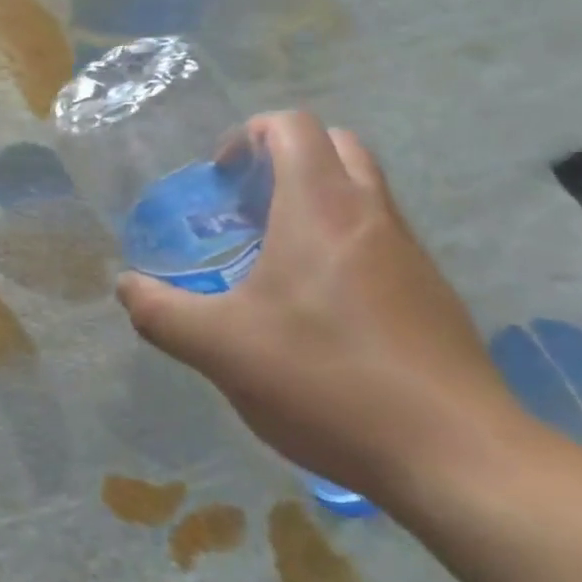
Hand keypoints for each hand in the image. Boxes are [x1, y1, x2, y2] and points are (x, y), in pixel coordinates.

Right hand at [115, 112, 533, 508]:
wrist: (454, 455)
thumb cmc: (325, 380)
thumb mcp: (220, 348)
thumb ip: (160, 312)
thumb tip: (126, 288)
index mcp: (320, 207)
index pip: (292, 126)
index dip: (249, 134)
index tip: (221, 176)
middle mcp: (371, 214)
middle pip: (335, 145)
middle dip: (286, 158)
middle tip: (249, 204)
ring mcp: (411, 253)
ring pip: (364, 191)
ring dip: (318, 199)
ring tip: (276, 256)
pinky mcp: (432, 294)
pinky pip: (381, 238)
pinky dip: (345, 242)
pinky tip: (321, 308)